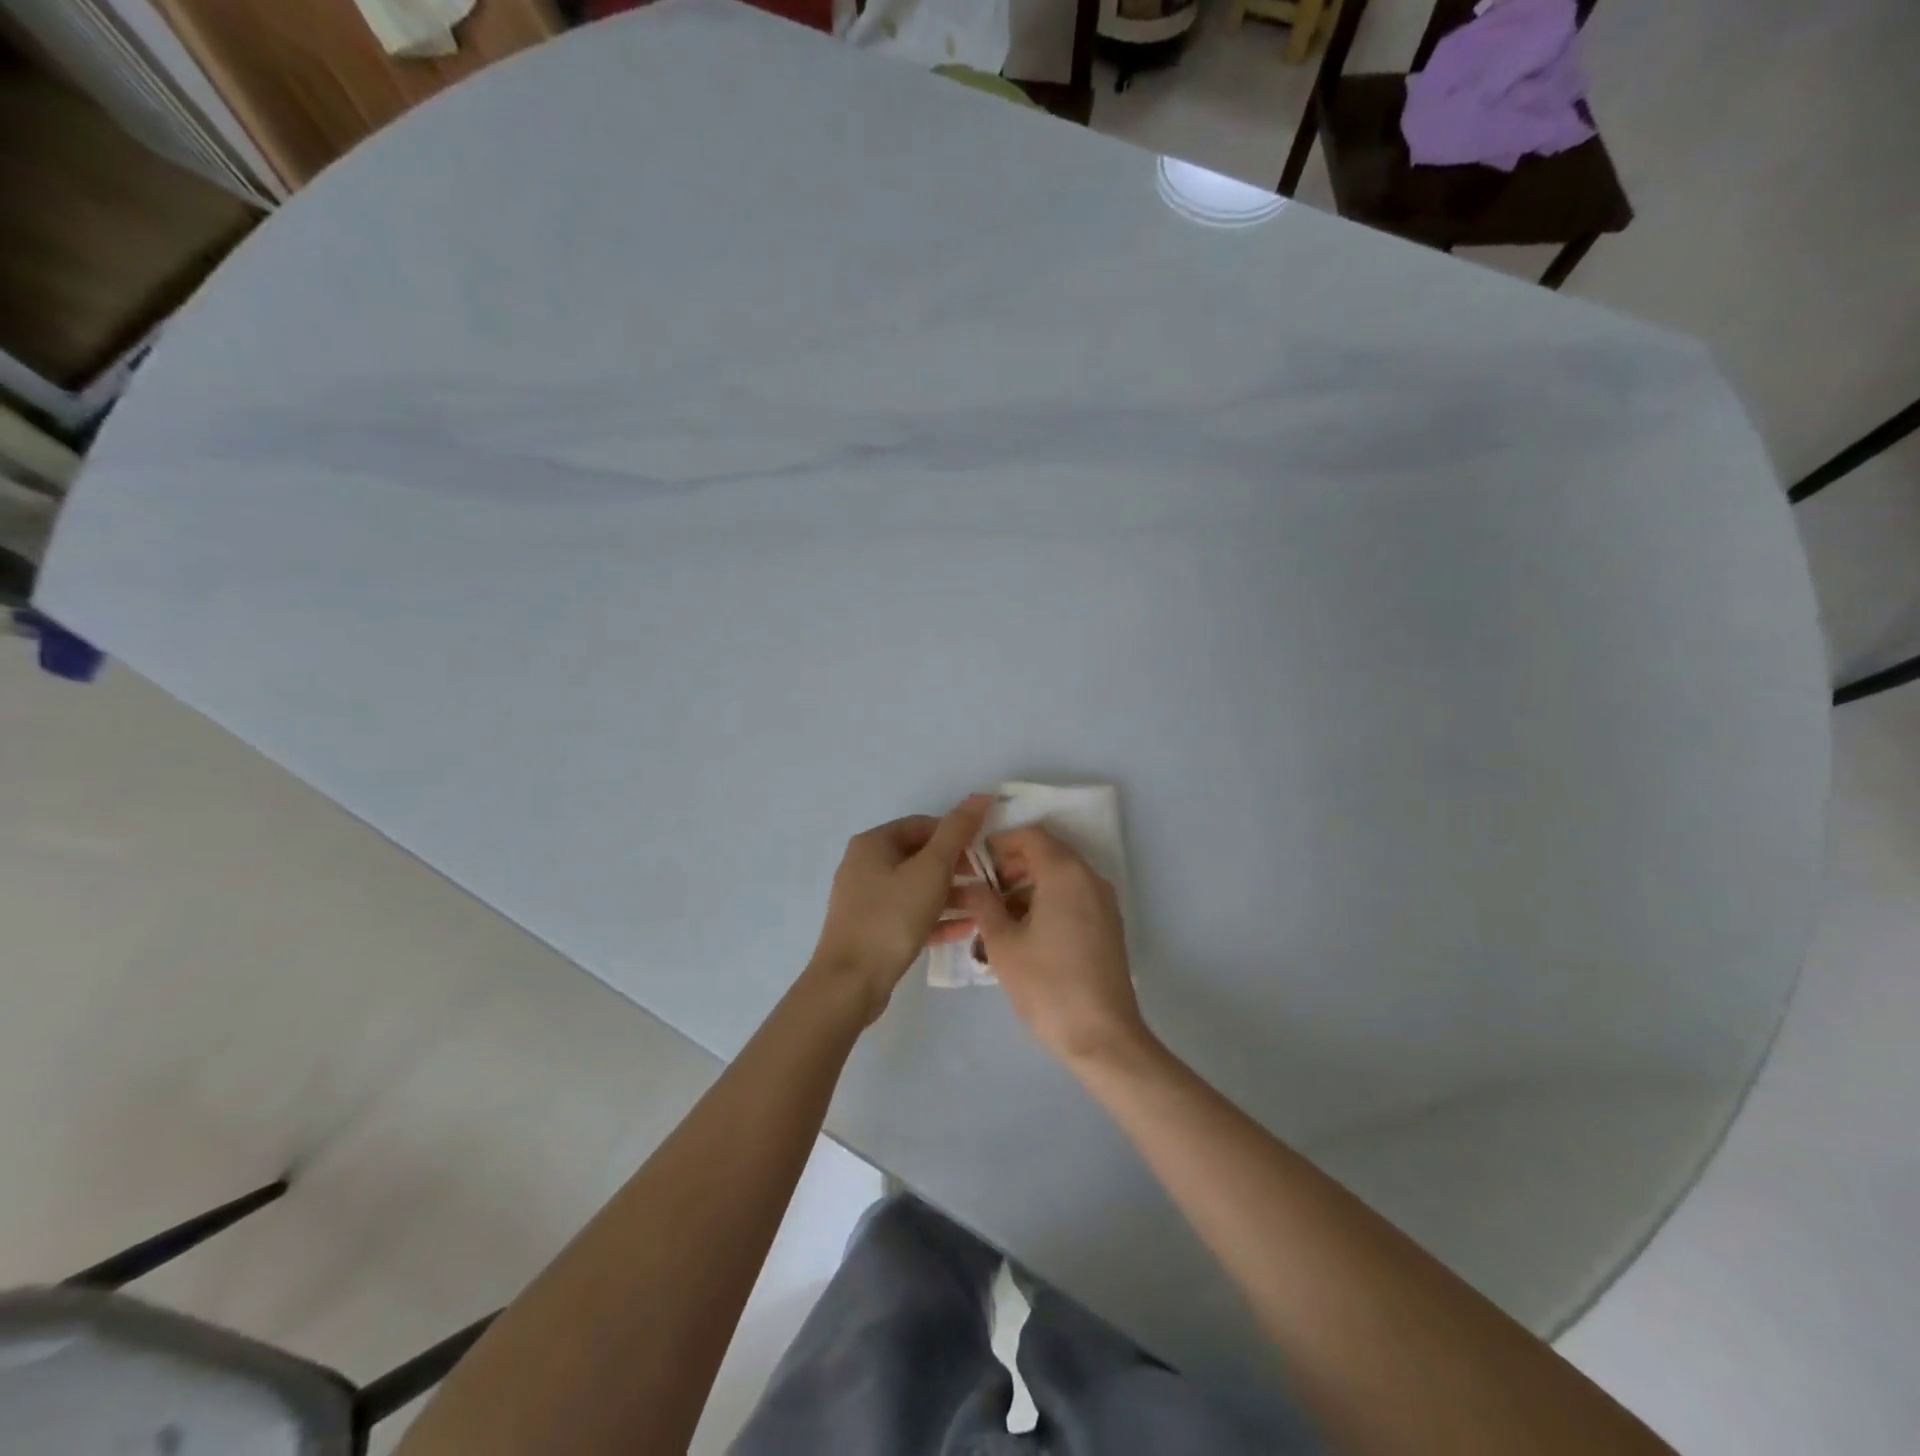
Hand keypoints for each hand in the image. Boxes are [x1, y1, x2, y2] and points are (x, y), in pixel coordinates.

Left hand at [809, 795, 991, 1022]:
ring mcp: (866, 900)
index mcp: (873, 844)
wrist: (850, 983)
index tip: (985, 850)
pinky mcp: (872, 930)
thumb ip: (956, 832)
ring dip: (951, 894)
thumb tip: (980, 796)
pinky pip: (910, 915)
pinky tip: (967, 928)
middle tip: (989, 878)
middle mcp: (865, 866)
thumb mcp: (930, 870)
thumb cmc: (891, 917)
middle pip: (919, 857)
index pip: (922, 825)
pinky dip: (936, 918)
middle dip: (956, 866)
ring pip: (916, 888)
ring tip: (984, 904)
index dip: (956, 833)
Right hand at [960, 826, 1148, 1065]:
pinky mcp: (1108, 926)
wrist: (1102, 1037)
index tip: (975, 864)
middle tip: (983, 891)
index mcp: (1065, 874)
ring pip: (1060, 878)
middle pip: (1048, 854)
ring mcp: (1104, 903)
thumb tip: (972, 887)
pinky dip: (1048, 902)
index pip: (1031, 836)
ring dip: (1028, 886)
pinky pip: (1074, 898)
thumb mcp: (1003, 944)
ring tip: (998, 918)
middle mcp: (1089, 879)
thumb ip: (984, 905)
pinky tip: (1024, 934)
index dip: (1000, 843)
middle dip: (1012, 866)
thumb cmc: (1047, 985)